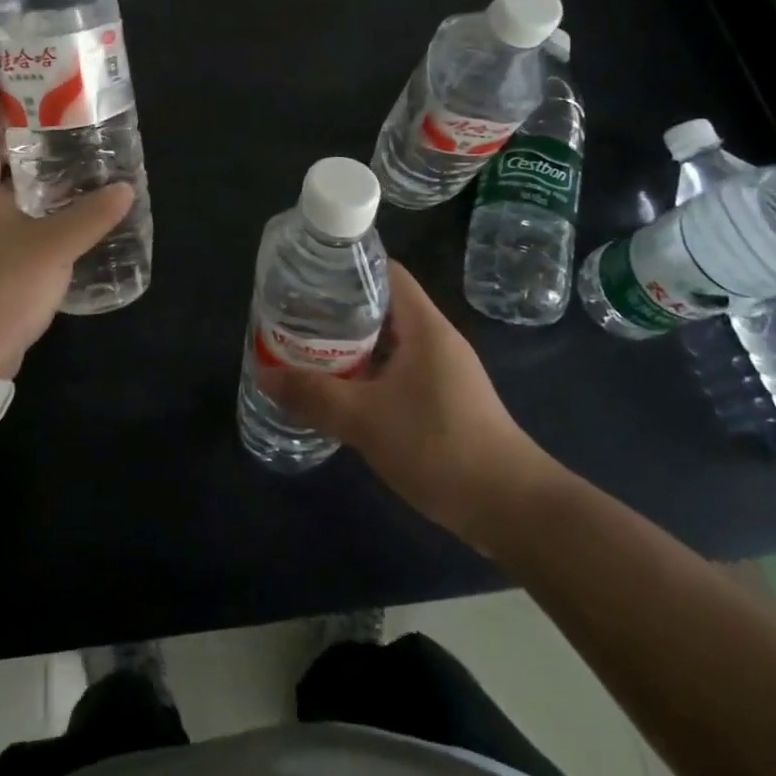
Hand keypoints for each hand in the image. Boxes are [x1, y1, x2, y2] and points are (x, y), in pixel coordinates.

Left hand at [0, 100, 134, 377]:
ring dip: (36, 178)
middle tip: (71, 132)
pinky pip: (14, 221)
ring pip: (6, 191)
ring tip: (79, 167)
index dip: (0, 108)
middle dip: (28, 141)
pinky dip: (39, 211)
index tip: (39, 98)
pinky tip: (72, 216)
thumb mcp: (52, 246)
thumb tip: (126, 188)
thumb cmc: (0, 286)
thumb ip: (91, 215)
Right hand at [257, 261, 562, 548]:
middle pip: (382, 306)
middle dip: (338, 310)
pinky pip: (398, 371)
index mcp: (423, 325)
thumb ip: (314, 396)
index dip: (348, 267)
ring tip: (308, 350)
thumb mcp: (366, 420)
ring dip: (352, 346)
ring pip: (389, 342)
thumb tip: (264, 376)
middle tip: (296, 318)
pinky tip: (341, 391)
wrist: (511, 508)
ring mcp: (443, 370)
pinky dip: (368, 373)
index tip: (308, 276)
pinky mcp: (444, 400)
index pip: (385, 271)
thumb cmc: (440, 446)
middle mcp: (435, 339)